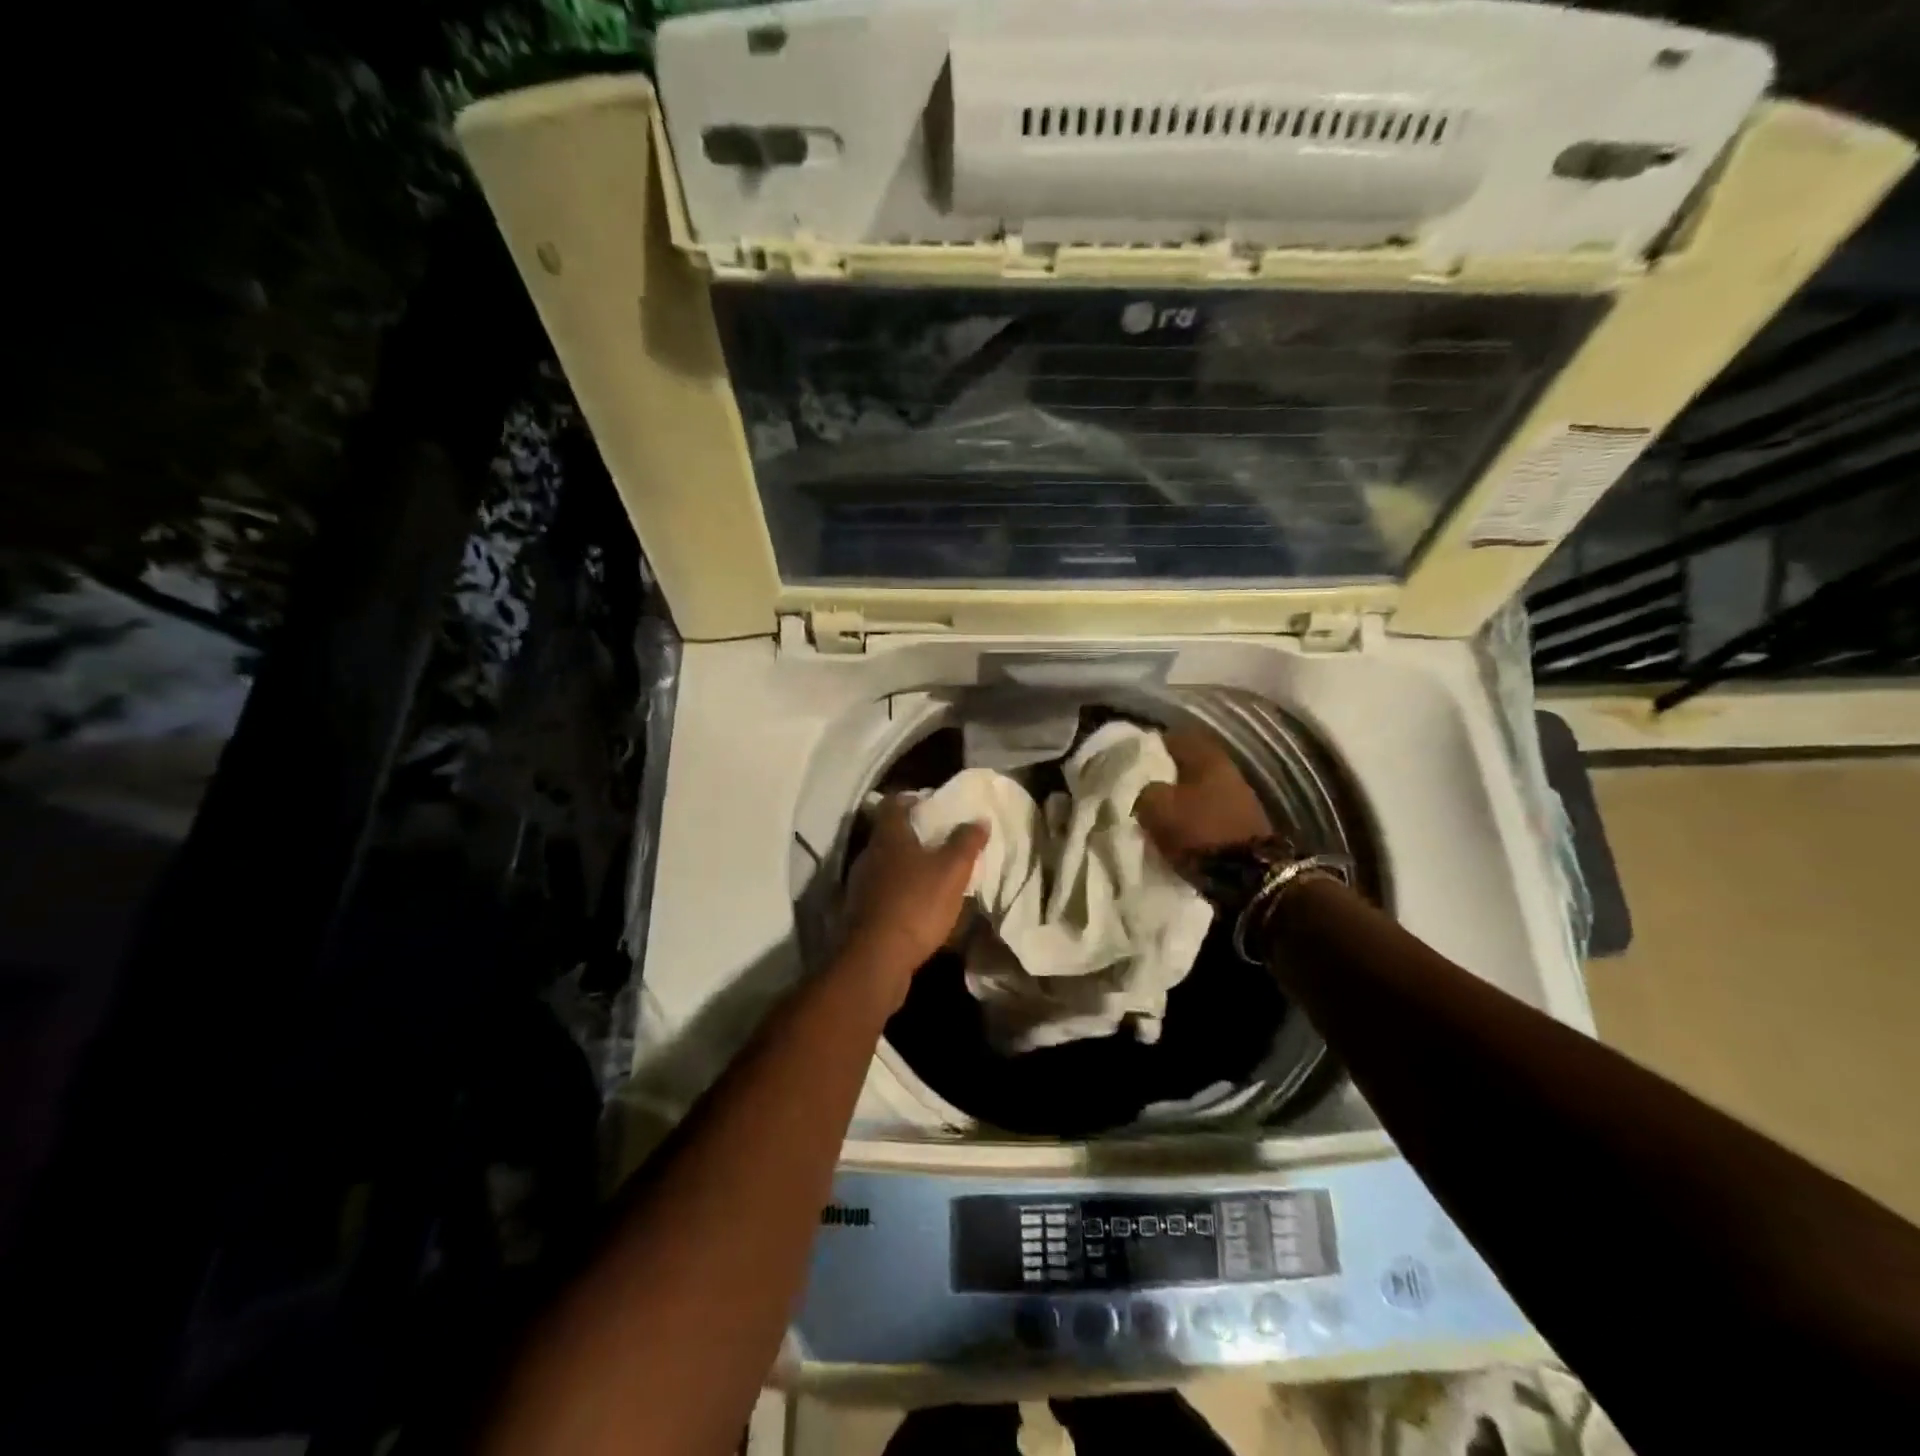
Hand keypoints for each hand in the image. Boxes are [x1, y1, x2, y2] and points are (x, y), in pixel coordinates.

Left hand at [840, 798, 986, 997]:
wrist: (876, 958)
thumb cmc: (916, 904)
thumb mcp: (952, 871)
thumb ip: (966, 843)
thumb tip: (978, 819)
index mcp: (888, 837)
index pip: (893, 804)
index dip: (910, 799)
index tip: (929, 803)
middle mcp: (869, 855)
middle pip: (887, 834)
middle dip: (911, 835)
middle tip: (937, 839)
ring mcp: (860, 885)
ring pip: (884, 865)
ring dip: (904, 866)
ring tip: (931, 874)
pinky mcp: (859, 913)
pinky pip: (881, 893)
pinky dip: (898, 892)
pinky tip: (916, 905)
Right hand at [1135, 728, 1277, 868]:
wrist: (1248, 877)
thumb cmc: (1199, 831)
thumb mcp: (1156, 807)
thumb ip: (1144, 790)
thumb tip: (1144, 789)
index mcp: (1207, 756)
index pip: (1173, 738)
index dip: (1149, 747)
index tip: (1131, 761)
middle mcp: (1227, 769)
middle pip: (1187, 765)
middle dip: (1164, 776)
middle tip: (1141, 788)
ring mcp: (1239, 796)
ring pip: (1198, 789)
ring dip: (1179, 799)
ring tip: (1157, 813)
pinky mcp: (1243, 823)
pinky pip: (1208, 811)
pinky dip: (1192, 817)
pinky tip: (1178, 829)